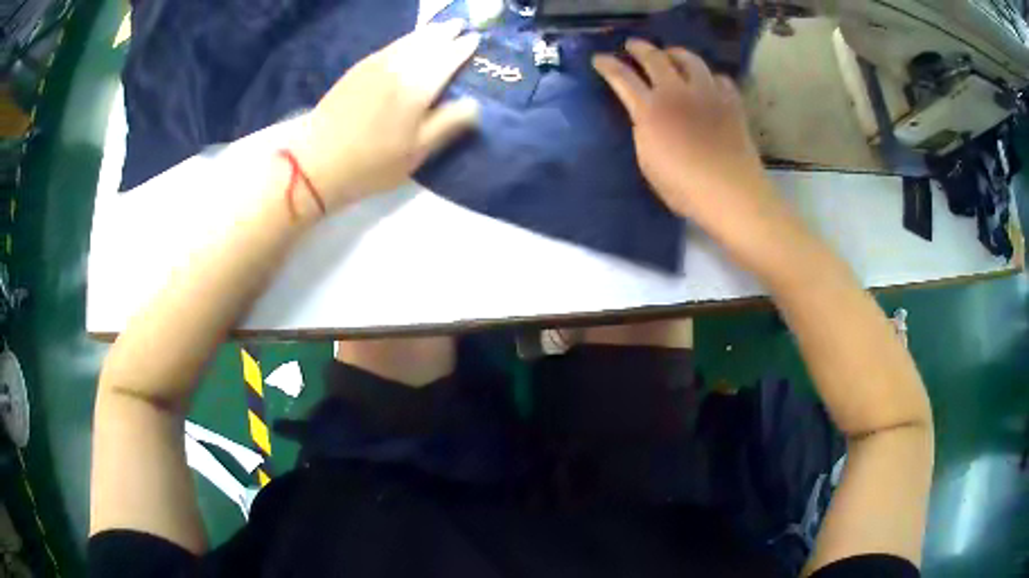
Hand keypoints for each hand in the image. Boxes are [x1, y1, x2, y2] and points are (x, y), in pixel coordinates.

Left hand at [291, 20, 480, 210]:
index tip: (476, 40)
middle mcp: (400, 66)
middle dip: (447, 32)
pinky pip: (391, 45)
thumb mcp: (417, 152)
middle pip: (429, 41)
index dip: (463, 48)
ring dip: (428, 31)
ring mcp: (376, 64)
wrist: (316, 160)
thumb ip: (448, 123)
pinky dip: (407, 39)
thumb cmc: (371, 162)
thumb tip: (475, 104)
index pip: (448, 57)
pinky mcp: (359, 68)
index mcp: (418, 86)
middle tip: (461, 25)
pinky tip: (409, 41)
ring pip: (409, 39)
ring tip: (440, 27)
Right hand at [592, 40, 795, 249]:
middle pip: (654, 58)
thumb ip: (644, 130)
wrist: (730, 192)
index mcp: (650, 110)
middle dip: (639, 48)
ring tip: (672, 54)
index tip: (599, 58)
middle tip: (633, 45)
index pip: (622, 78)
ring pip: (690, 60)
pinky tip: (709, 83)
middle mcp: (676, 92)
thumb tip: (646, 115)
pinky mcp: (731, 102)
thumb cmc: (683, 187)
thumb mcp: (648, 160)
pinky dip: (710, 77)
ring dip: (676, 53)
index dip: (608, 65)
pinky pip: (719, 79)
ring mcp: (707, 93)